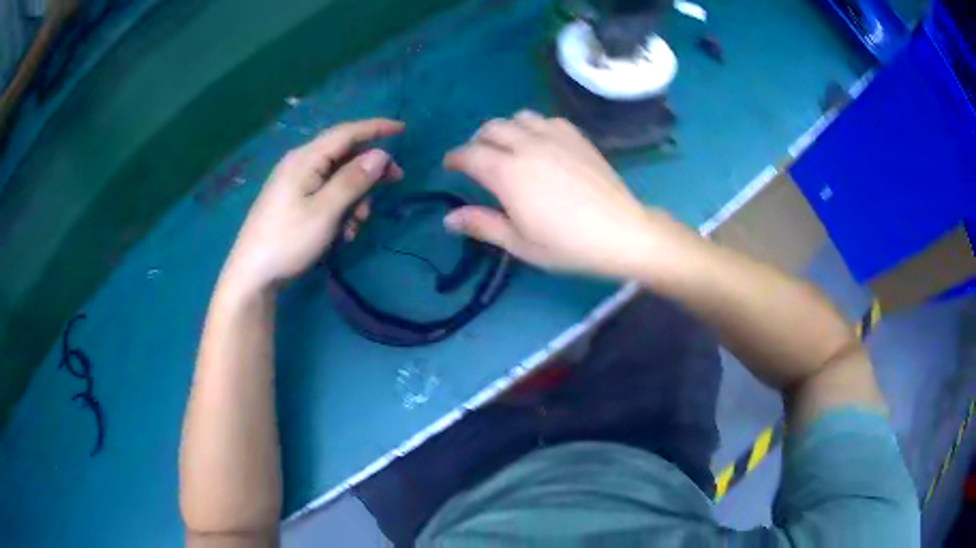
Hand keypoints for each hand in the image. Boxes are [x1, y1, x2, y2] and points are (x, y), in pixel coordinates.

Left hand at [222, 119, 403, 293]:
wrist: (253, 275)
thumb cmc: (288, 240)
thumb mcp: (326, 211)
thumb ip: (354, 180)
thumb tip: (381, 154)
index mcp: (305, 158)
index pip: (347, 132)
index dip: (376, 128)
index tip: (403, 129)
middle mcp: (300, 164)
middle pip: (344, 155)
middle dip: (369, 170)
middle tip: (394, 182)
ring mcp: (295, 183)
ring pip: (337, 178)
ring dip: (355, 197)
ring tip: (357, 224)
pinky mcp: (294, 201)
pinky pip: (325, 194)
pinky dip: (340, 208)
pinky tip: (342, 232)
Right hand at [443, 111, 680, 278]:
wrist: (621, 233)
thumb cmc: (568, 245)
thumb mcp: (520, 243)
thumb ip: (482, 225)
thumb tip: (448, 218)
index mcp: (508, 173)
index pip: (469, 154)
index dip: (454, 158)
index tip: (450, 166)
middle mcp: (527, 146)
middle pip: (490, 128)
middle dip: (477, 141)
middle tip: (478, 160)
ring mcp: (555, 137)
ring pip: (517, 117)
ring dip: (505, 129)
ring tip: (508, 149)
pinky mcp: (576, 137)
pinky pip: (546, 119)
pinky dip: (534, 127)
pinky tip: (540, 145)